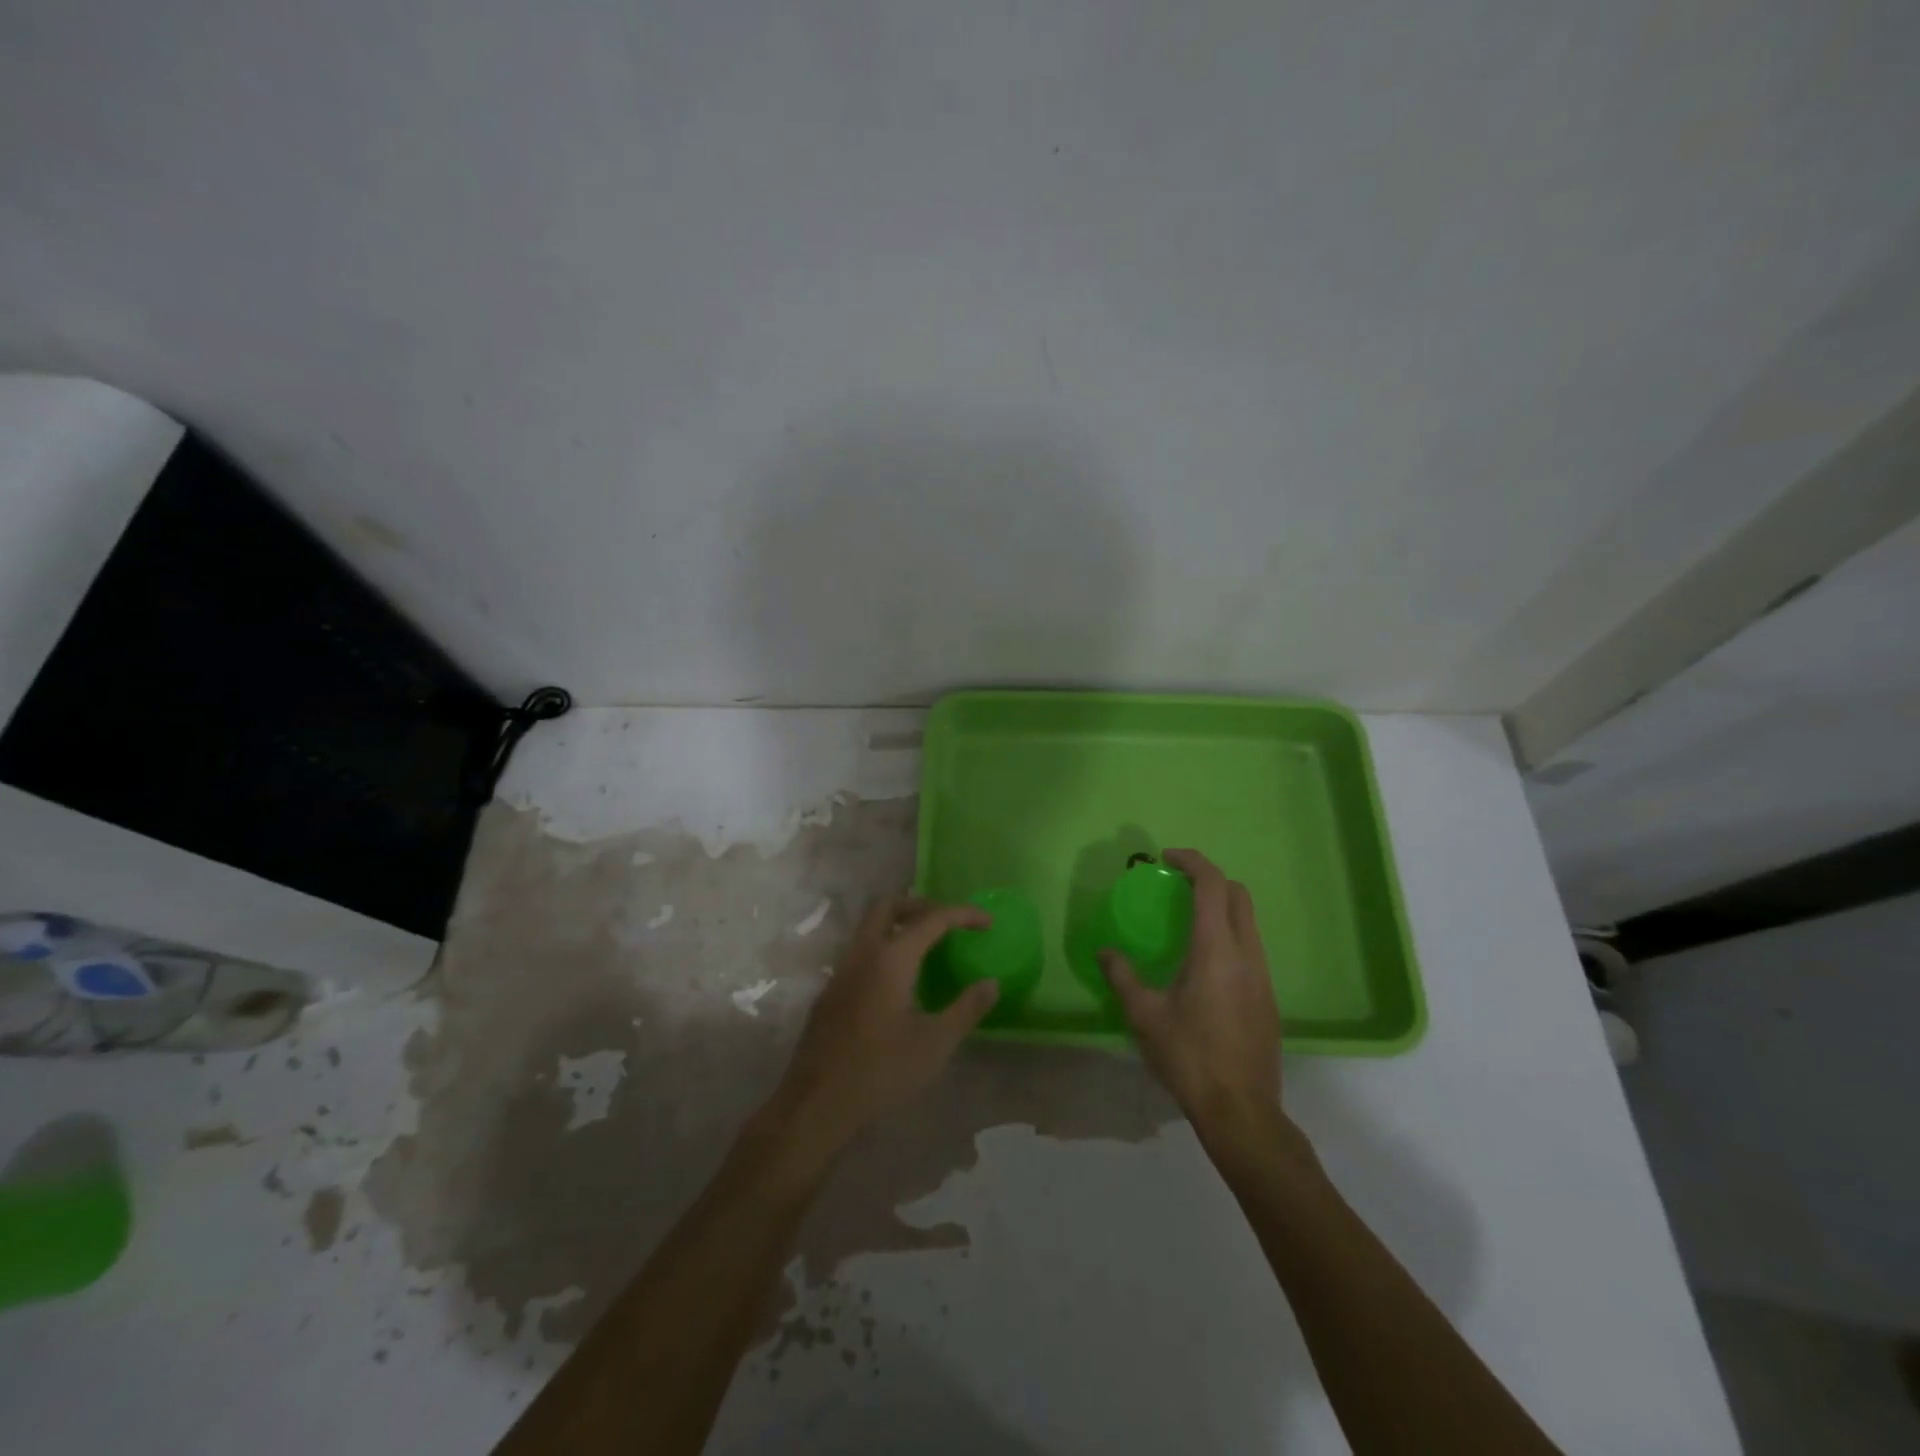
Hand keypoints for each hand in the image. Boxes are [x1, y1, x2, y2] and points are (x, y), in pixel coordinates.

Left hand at [770, 895, 998, 1156]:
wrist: (817, 1103)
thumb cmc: (881, 1070)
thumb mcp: (935, 1043)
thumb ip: (966, 1008)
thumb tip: (991, 984)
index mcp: (891, 958)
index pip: (932, 919)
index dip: (963, 915)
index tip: (988, 922)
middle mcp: (862, 953)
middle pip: (889, 905)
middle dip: (922, 905)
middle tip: (948, 923)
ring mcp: (841, 971)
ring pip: (870, 926)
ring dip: (900, 924)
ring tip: (928, 947)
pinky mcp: (831, 991)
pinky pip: (861, 951)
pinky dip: (885, 947)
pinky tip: (900, 981)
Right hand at [1100, 849, 1283, 1137]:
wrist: (1241, 1110)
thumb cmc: (1189, 1056)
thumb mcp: (1144, 1015)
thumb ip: (1122, 976)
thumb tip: (1105, 952)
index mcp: (1216, 949)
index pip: (1212, 884)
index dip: (1192, 861)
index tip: (1166, 857)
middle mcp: (1246, 954)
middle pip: (1238, 895)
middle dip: (1209, 879)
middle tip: (1177, 885)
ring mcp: (1263, 976)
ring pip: (1249, 921)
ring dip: (1222, 906)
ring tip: (1187, 920)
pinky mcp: (1268, 997)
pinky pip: (1251, 947)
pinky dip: (1230, 933)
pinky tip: (1204, 963)